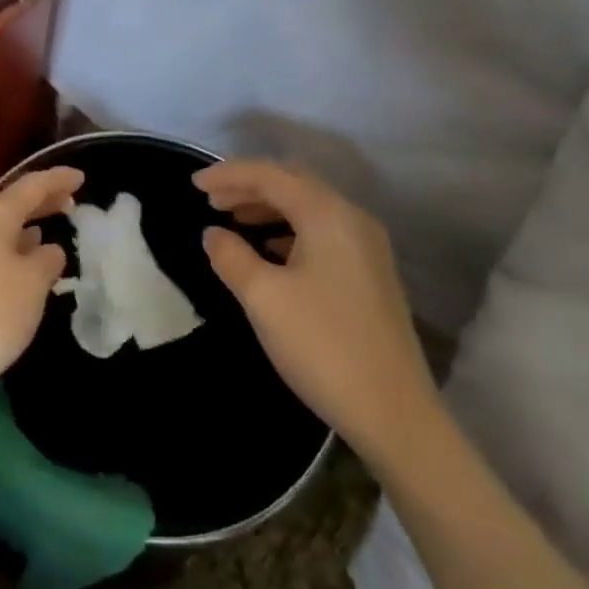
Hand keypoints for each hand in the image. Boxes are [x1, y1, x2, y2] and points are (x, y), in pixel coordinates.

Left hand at [0, 166, 83, 418]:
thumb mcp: (30, 288)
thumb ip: (46, 262)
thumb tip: (47, 248)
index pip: (30, 186)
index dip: (57, 180)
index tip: (81, 177)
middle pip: (8, 206)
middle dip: (39, 204)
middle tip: (68, 205)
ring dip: (20, 232)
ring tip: (45, 238)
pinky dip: (4, 254)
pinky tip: (13, 273)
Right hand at [194, 160, 438, 468]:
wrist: (394, 414)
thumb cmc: (322, 346)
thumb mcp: (263, 298)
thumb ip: (231, 257)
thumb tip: (213, 234)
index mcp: (328, 215)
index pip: (271, 176)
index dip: (229, 174)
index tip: (194, 186)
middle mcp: (352, 219)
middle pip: (294, 184)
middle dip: (249, 186)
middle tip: (211, 201)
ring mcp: (367, 247)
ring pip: (309, 208)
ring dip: (269, 207)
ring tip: (233, 221)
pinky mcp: (370, 273)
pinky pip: (322, 232)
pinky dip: (289, 230)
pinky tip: (269, 250)